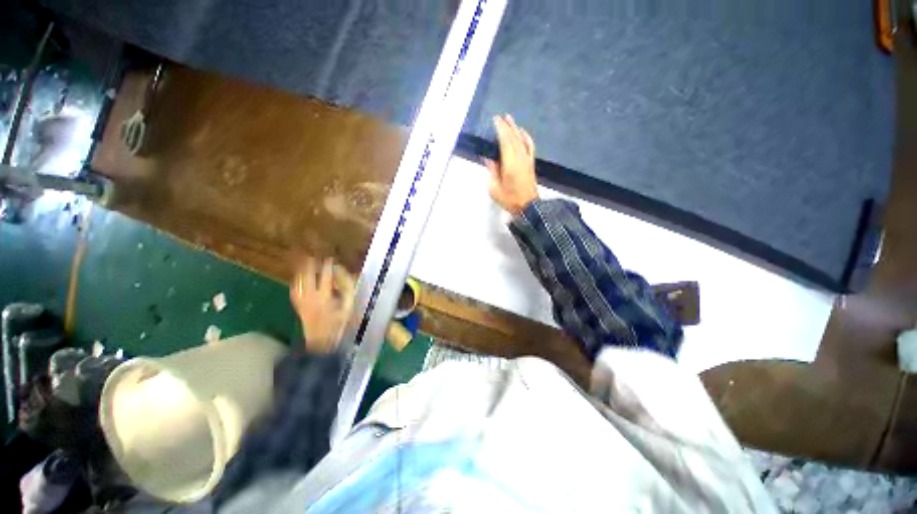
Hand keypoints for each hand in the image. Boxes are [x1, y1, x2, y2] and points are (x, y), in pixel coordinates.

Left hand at [290, 257, 355, 353]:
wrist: (321, 340)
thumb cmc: (339, 322)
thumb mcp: (348, 305)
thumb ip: (346, 288)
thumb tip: (342, 273)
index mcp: (325, 297)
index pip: (326, 276)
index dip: (328, 266)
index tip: (330, 258)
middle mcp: (310, 296)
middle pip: (308, 275)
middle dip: (310, 264)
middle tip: (312, 254)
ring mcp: (301, 300)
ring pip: (298, 280)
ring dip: (301, 269)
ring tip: (304, 259)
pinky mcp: (297, 304)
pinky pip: (294, 288)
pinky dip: (295, 279)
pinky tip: (297, 274)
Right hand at [484, 114, 538, 214]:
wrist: (528, 206)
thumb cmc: (510, 199)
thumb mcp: (495, 189)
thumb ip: (492, 171)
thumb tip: (488, 158)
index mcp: (510, 163)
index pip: (505, 141)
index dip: (500, 129)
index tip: (495, 120)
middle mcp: (520, 158)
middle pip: (513, 138)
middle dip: (506, 126)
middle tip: (499, 117)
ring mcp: (527, 160)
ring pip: (521, 140)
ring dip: (515, 128)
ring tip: (510, 119)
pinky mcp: (531, 163)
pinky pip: (529, 146)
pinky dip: (526, 137)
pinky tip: (523, 132)